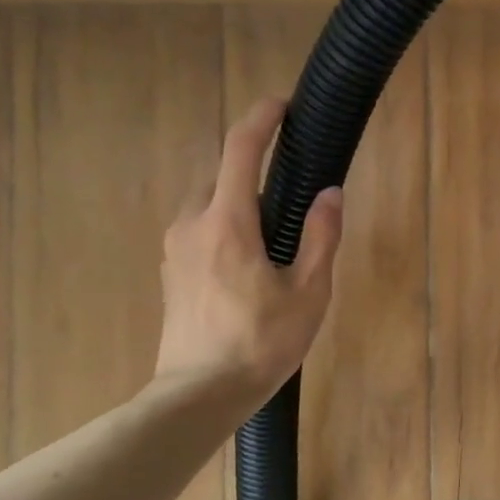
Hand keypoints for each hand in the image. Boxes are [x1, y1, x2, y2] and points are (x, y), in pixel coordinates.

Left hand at [153, 98, 343, 406]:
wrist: (198, 395)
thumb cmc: (261, 342)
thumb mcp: (309, 291)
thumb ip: (320, 236)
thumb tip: (331, 193)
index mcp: (227, 223)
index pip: (240, 151)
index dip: (262, 120)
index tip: (282, 104)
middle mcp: (191, 225)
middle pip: (220, 175)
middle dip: (252, 168)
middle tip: (291, 190)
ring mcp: (174, 250)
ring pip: (207, 204)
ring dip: (238, 201)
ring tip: (274, 233)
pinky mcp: (169, 273)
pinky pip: (199, 230)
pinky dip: (224, 226)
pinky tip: (249, 262)